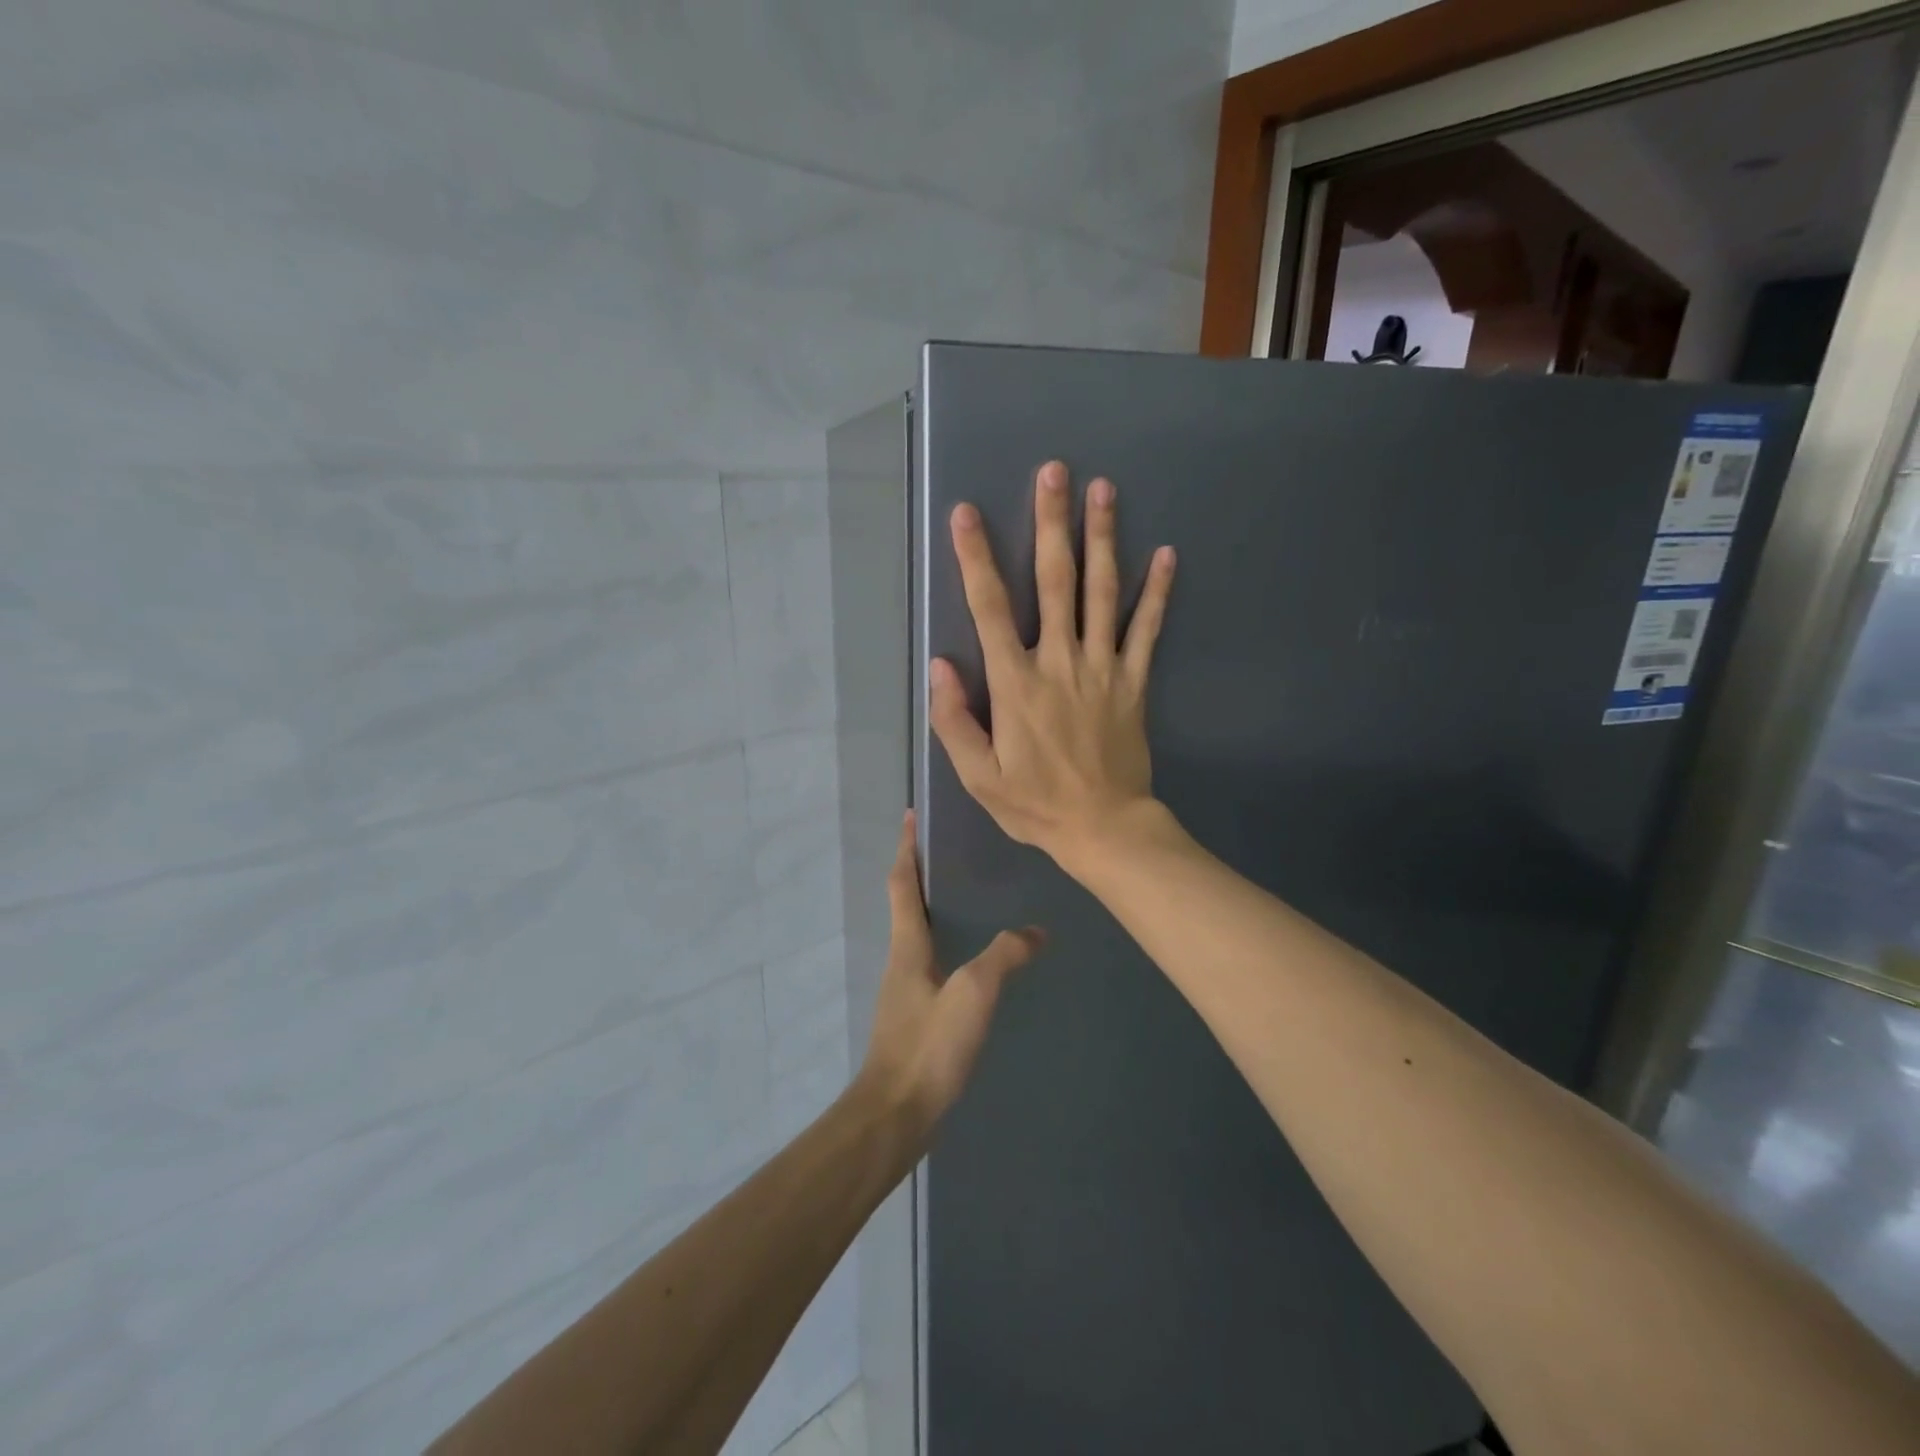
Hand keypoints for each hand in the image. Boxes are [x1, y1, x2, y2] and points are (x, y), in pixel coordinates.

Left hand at [856, 812, 1043, 1134]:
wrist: (895, 1115)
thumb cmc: (928, 1046)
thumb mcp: (972, 994)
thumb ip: (1004, 957)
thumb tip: (1036, 930)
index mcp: (907, 945)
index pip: (901, 882)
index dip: (906, 847)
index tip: (911, 815)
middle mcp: (901, 960)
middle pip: (907, 903)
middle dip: (922, 871)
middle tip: (953, 848)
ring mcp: (905, 990)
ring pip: (919, 933)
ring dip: (934, 906)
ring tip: (971, 894)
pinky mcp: (916, 1016)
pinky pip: (932, 962)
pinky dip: (947, 942)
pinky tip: (975, 958)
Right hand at [929, 460, 1175, 862]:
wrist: (1104, 828)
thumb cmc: (1035, 804)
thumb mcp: (978, 776)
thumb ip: (954, 720)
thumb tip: (939, 663)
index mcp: (1015, 684)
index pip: (990, 609)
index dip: (976, 558)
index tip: (966, 514)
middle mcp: (1059, 662)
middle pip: (1055, 581)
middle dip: (1051, 523)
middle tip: (1055, 471)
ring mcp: (1103, 668)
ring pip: (1103, 593)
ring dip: (1102, 538)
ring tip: (1104, 490)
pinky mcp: (1134, 682)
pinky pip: (1147, 630)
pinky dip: (1157, 592)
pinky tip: (1166, 554)